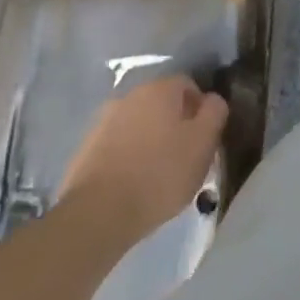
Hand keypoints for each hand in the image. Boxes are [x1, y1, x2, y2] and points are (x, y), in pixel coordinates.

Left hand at [58, 74, 228, 245]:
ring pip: (137, 125)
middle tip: (184, 156)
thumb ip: (214, 113)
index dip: (201, 108)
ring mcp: (102, 123)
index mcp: (159, 89)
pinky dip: (127, 158)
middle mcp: (129, 96)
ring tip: (157, 174)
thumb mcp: (203, 143)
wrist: (97, 215)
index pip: (188, 84)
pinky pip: (116, 147)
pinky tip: (132, 184)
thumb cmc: (160, 174)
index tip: (204, 137)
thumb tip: (212, 100)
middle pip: (161, 104)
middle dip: (174, 124)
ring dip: (149, 140)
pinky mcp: (84, 151)